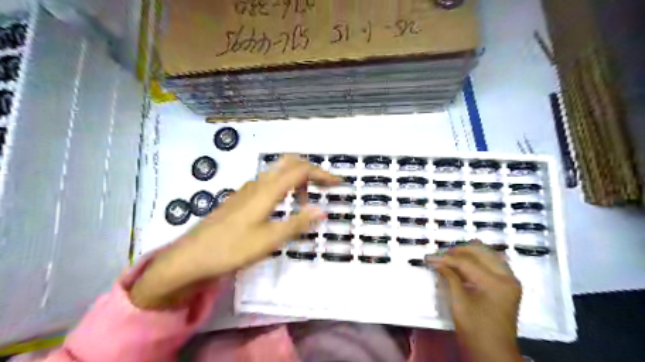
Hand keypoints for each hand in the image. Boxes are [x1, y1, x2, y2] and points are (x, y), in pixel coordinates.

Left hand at [128, 154, 339, 308]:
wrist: (191, 256)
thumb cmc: (232, 249)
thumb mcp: (270, 240)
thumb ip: (297, 223)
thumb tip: (323, 210)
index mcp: (267, 190)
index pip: (301, 170)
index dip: (323, 174)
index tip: (339, 183)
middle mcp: (258, 183)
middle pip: (289, 162)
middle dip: (311, 170)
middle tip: (324, 187)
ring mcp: (248, 189)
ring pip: (278, 172)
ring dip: (297, 180)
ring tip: (304, 203)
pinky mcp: (241, 197)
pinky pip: (269, 182)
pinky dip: (284, 187)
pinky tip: (284, 207)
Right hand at [428, 243, 522, 361]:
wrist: (493, 352)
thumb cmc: (475, 330)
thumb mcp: (459, 302)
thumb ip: (449, 278)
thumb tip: (437, 262)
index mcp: (496, 283)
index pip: (466, 263)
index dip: (445, 259)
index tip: (429, 257)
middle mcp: (507, 277)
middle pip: (480, 252)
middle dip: (458, 251)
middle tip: (440, 254)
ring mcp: (509, 281)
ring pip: (488, 255)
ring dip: (468, 253)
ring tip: (449, 255)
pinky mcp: (507, 285)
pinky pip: (492, 264)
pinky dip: (477, 261)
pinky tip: (463, 262)